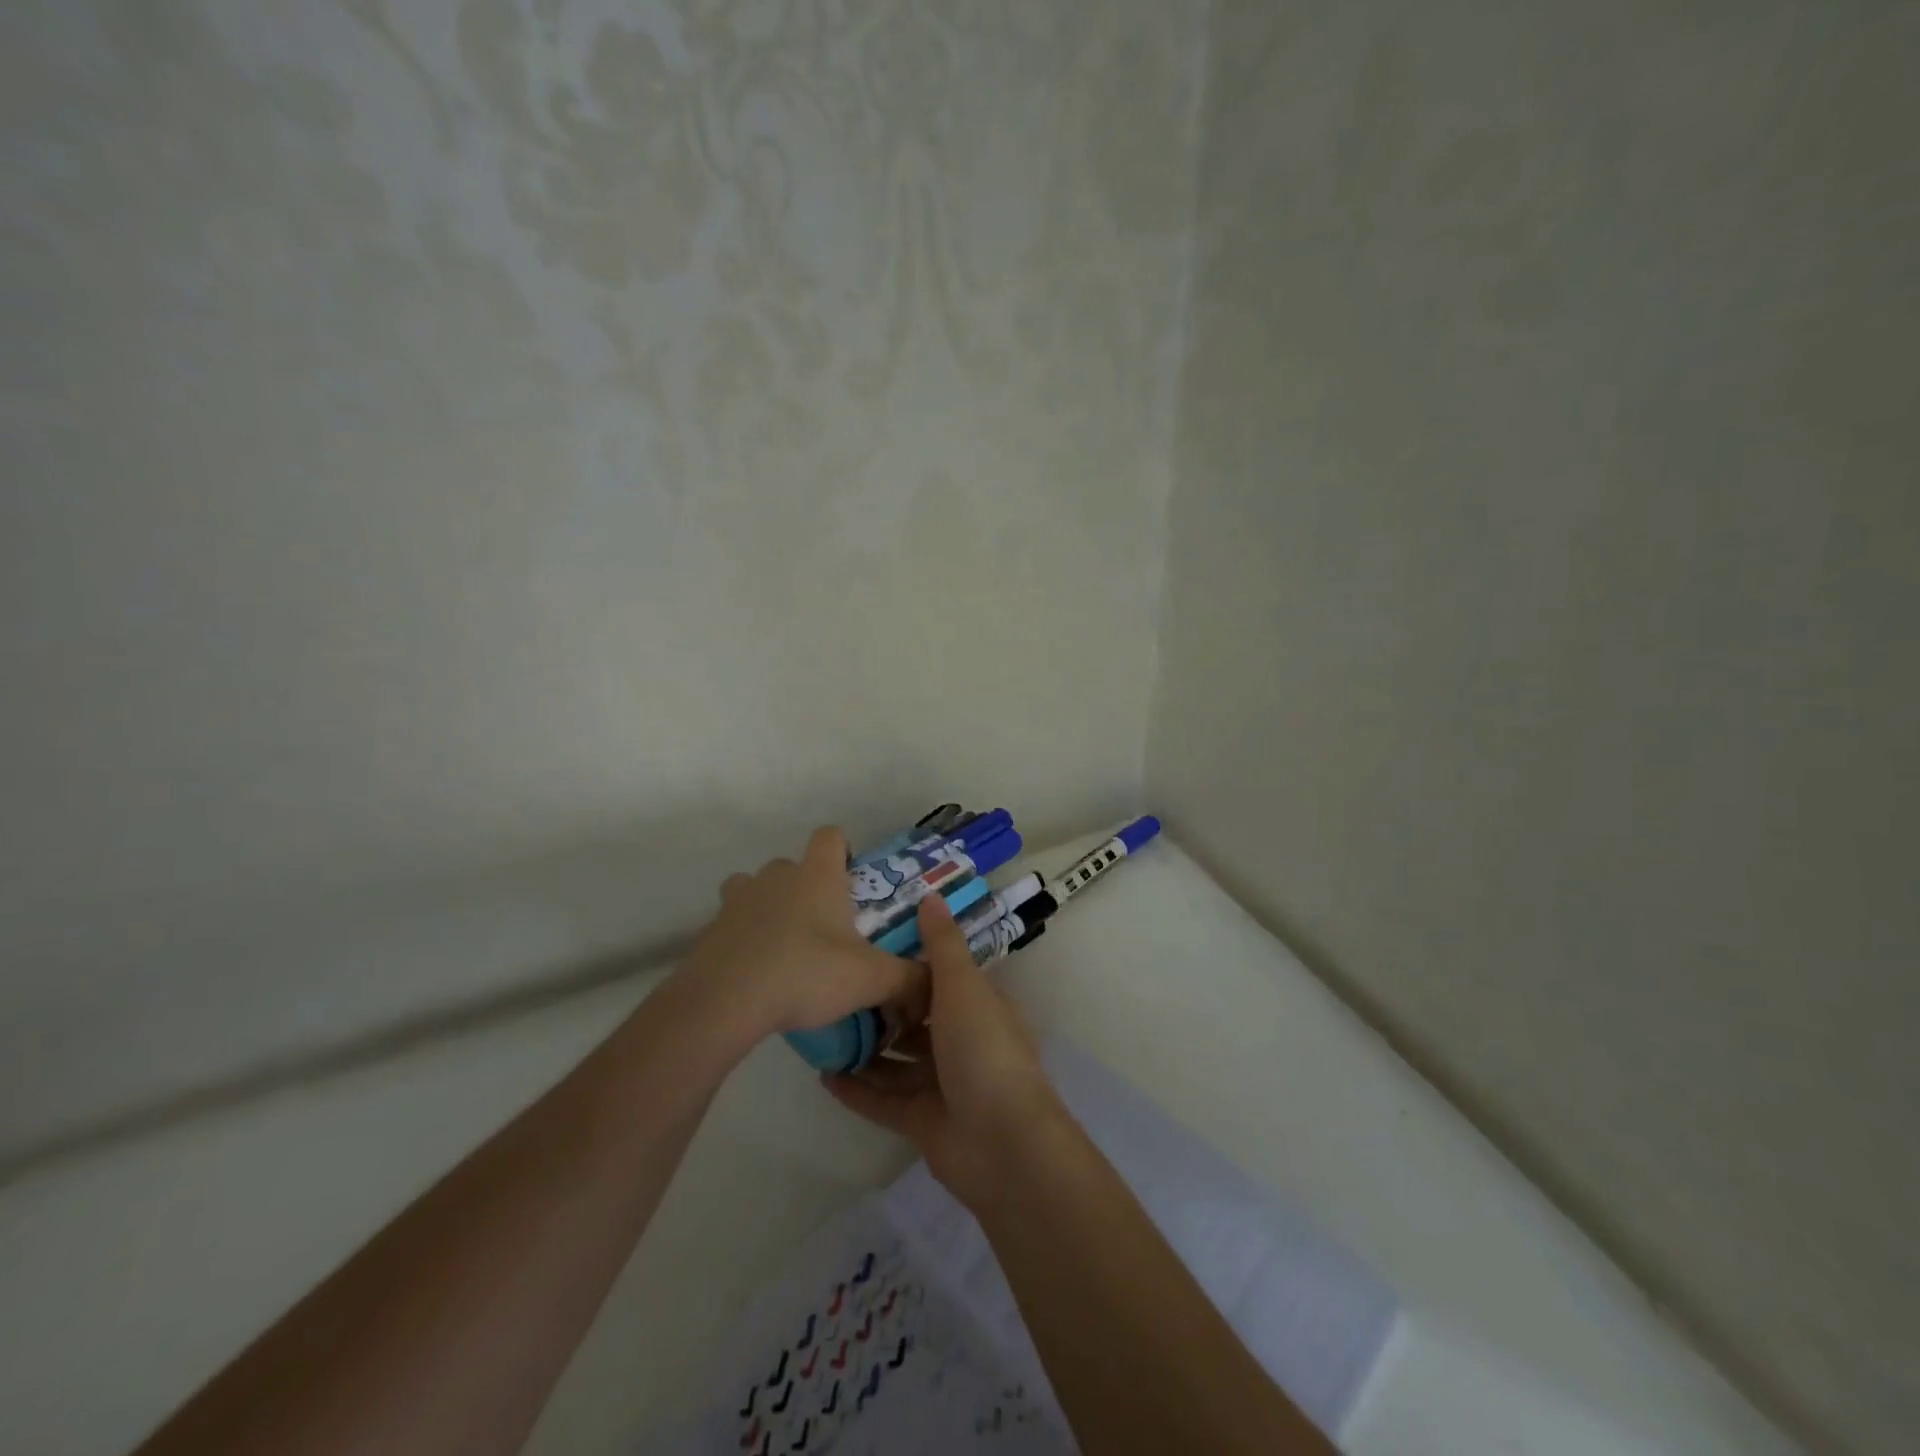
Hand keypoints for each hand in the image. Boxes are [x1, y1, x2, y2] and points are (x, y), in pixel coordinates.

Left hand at [679, 826, 924, 1040]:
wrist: (725, 1001)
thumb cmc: (806, 973)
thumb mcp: (871, 979)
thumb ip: (909, 979)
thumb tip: (936, 983)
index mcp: (817, 876)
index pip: (830, 836)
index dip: (842, 850)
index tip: (851, 880)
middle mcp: (776, 876)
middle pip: (792, 865)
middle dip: (807, 887)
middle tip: (825, 927)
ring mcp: (738, 900)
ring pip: (755, 888)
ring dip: (769, 907)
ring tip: (785, 946)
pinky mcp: (711, 929)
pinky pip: (732, 923)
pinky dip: (744, 938)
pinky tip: (756, 972)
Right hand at [824, 893, 1067, 1209]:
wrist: (1002, 1142)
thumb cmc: (983, 1049)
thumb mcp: (962, 986)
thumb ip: (942, 944)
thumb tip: (931, 895)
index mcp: (978, 1007)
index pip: (940, 979)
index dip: (908, 967)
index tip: (867, 951)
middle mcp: (962, 1042)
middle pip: (915, 1022)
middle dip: (881, 1011)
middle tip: (834, 992)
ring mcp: (943, 1085)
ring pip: (896, 1062)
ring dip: (865, 1050)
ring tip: (822, 1033)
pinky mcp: (923, 1122)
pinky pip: (883, 1100)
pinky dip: (858, 1089)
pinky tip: (824, 1076)